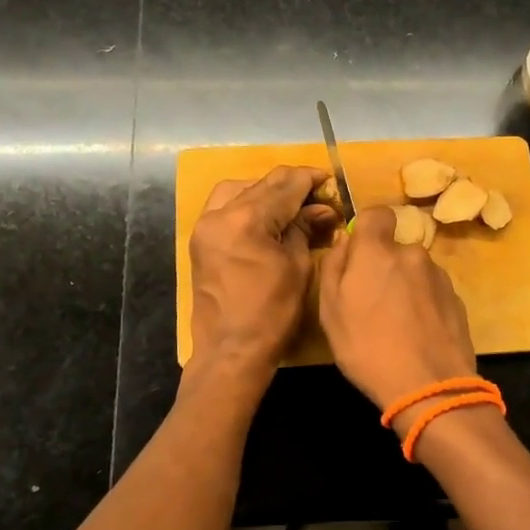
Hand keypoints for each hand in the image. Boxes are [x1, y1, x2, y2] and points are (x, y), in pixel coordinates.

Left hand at [189, 166, 335, 375]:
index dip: (309, 179)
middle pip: (261, 185)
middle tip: (317, 194)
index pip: (284, 186)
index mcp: (246, 220)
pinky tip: (265, 215)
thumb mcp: (297, 267)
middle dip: (291, 186)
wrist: (231, 351)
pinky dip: (245, 203)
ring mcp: (205, 227)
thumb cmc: (272, 314)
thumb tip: (321, 208)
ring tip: (289, 203)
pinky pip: (223, 207)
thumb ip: (304, 229)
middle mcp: (219, 215)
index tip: (329, 178)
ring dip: (265, 191)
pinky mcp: (200, 240)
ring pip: (238, 190)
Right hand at [318, 206, 476, 412]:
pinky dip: (423, 304)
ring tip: (396, 325)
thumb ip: (333, 268)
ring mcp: (439, 276)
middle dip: (383, 266)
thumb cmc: (367, 349)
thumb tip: (343, 242)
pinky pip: (431, 291)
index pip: (376, 213)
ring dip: (404, 286)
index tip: (358, 253)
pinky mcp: (457, 299)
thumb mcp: (330, 312)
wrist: (430, 387)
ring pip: (414, 271)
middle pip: (394, 248)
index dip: (366, 228)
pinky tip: (417, 334)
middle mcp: (412, 254)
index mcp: (377, 252)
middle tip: (371, 303)